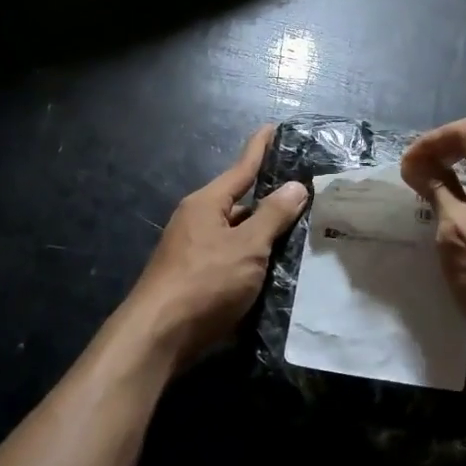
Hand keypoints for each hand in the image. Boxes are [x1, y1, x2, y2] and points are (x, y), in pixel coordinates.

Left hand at [122, 125, 308, 368]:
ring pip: (238, 233)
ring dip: (264, 233)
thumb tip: (295, 186)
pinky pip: (233, 257)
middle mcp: (198, 221)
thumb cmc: (204, 282)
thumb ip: (273, 216)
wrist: (158, 337)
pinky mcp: (197, 278)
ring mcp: (195, 251)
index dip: (260, 148)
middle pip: (241, 203)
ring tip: (301, 231)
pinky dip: (254, 257)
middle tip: (306, 194)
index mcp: (207, 203)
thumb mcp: (247, 247)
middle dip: (270, 199)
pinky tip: (276, 267)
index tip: (273, 127)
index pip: (241, 168)